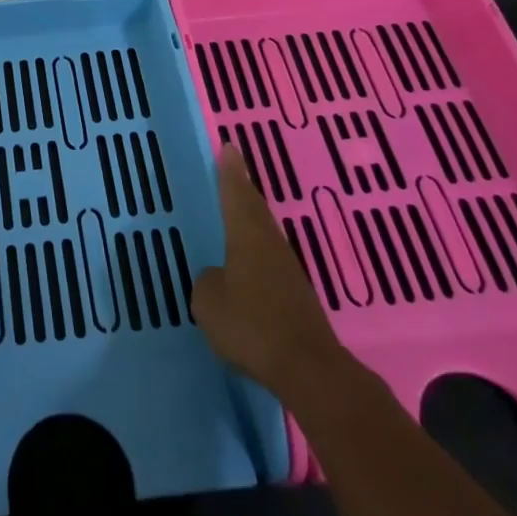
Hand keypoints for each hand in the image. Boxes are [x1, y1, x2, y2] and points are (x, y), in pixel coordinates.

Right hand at [193, 146, 345, 399]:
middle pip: (254, 208)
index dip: (230, 171)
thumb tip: (218, 278)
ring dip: (252, 218)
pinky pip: (270, 259)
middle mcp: (270, 244)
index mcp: (247, 235)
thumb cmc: (252, 325)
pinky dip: (258, 250)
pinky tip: (250, 261)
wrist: (308, 368)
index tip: (229, 146)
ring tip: (238, 210)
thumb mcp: (209, 301)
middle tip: (232, 168)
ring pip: (265, 232)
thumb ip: (208, 282)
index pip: (236, 193)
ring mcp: (287, 270)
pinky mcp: (297, 296)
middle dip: (242, 188)